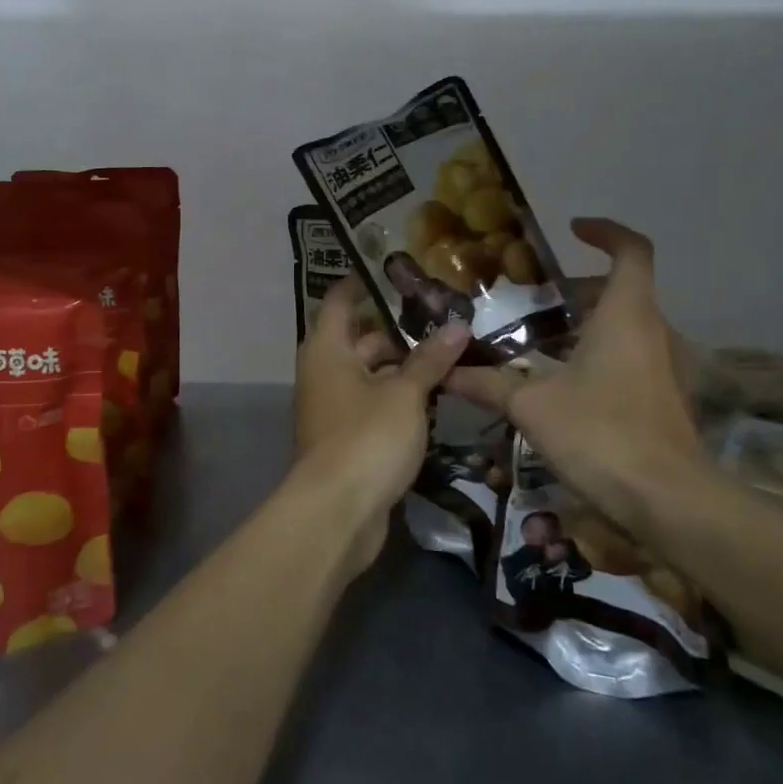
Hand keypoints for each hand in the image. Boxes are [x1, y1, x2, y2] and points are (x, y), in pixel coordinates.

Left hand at [291, 276, 467, 573]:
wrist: (337, 513)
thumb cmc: (367, 438)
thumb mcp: (405, 394)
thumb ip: (430, 359)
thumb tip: (458, 326)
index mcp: (328, 349)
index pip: (340, 300)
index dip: (364, 282)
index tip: (396, 270)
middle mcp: (324, 372)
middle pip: (360, 338)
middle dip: (398, 329)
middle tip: (442, 317)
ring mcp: (333, 407)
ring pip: (370, 374)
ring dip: (403, 366)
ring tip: (449, 354)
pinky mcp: (346, 438)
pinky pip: (373, 404)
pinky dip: (398, 397)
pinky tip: (434, 397)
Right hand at [447, 218, 711, 537]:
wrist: (668, 501)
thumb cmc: (601, 433)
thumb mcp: (533, 406)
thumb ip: (490, 384)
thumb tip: (447, 373)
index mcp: (625, 315)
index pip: (631, 250)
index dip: (605, 232)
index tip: (572, 230)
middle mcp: (652, 331)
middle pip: (622, 289)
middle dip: (578, 287)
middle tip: (533, 298)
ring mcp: (663, 367)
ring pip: (625, 325)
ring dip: (587, 323)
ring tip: (539, 339)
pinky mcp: (663, 398)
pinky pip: (630, 356)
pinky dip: (598, 353)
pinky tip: (562, 382)